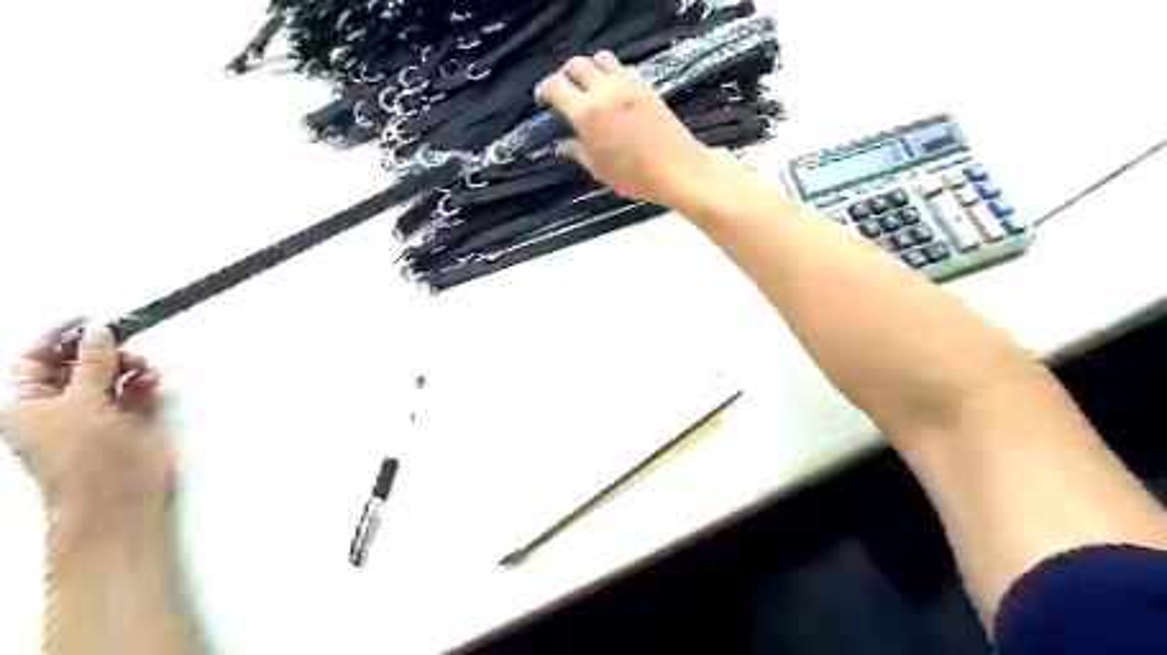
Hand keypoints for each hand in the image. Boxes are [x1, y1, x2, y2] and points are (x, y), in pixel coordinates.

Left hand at [1, 319, 175, 519]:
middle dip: (103, 351)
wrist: (117, 492)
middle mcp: (61, 405)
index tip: (89, 319)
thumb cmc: (82, 453)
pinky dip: (145, 382)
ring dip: (129, 366)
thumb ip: (92, 363)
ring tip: (142, 367)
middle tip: (125, 343)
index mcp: (28, 402)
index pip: (35, 359)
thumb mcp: (79, 401)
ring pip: (113, 375)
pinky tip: (151, 382)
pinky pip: (137, 391)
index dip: (59, 337)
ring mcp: (98, 413)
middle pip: (80, 364)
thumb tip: (99, 331)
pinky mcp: (131, 419)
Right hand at [534, 52, 712, 200]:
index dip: (544, 90)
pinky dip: (612, 73)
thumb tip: (562, 146)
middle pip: (576, 65)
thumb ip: (579, 153)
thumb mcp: (600, 170)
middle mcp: (604, 91)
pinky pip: (622, 67)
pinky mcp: (645, 84)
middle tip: (564, 91)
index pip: (555, 86)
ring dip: (590, 68)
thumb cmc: (634, 176)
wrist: (677, 167)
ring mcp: (627, 84)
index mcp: (586, 113)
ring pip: (600, 58)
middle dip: (565, 75)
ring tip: (589, 86)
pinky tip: (615, 92)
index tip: (542, 100)